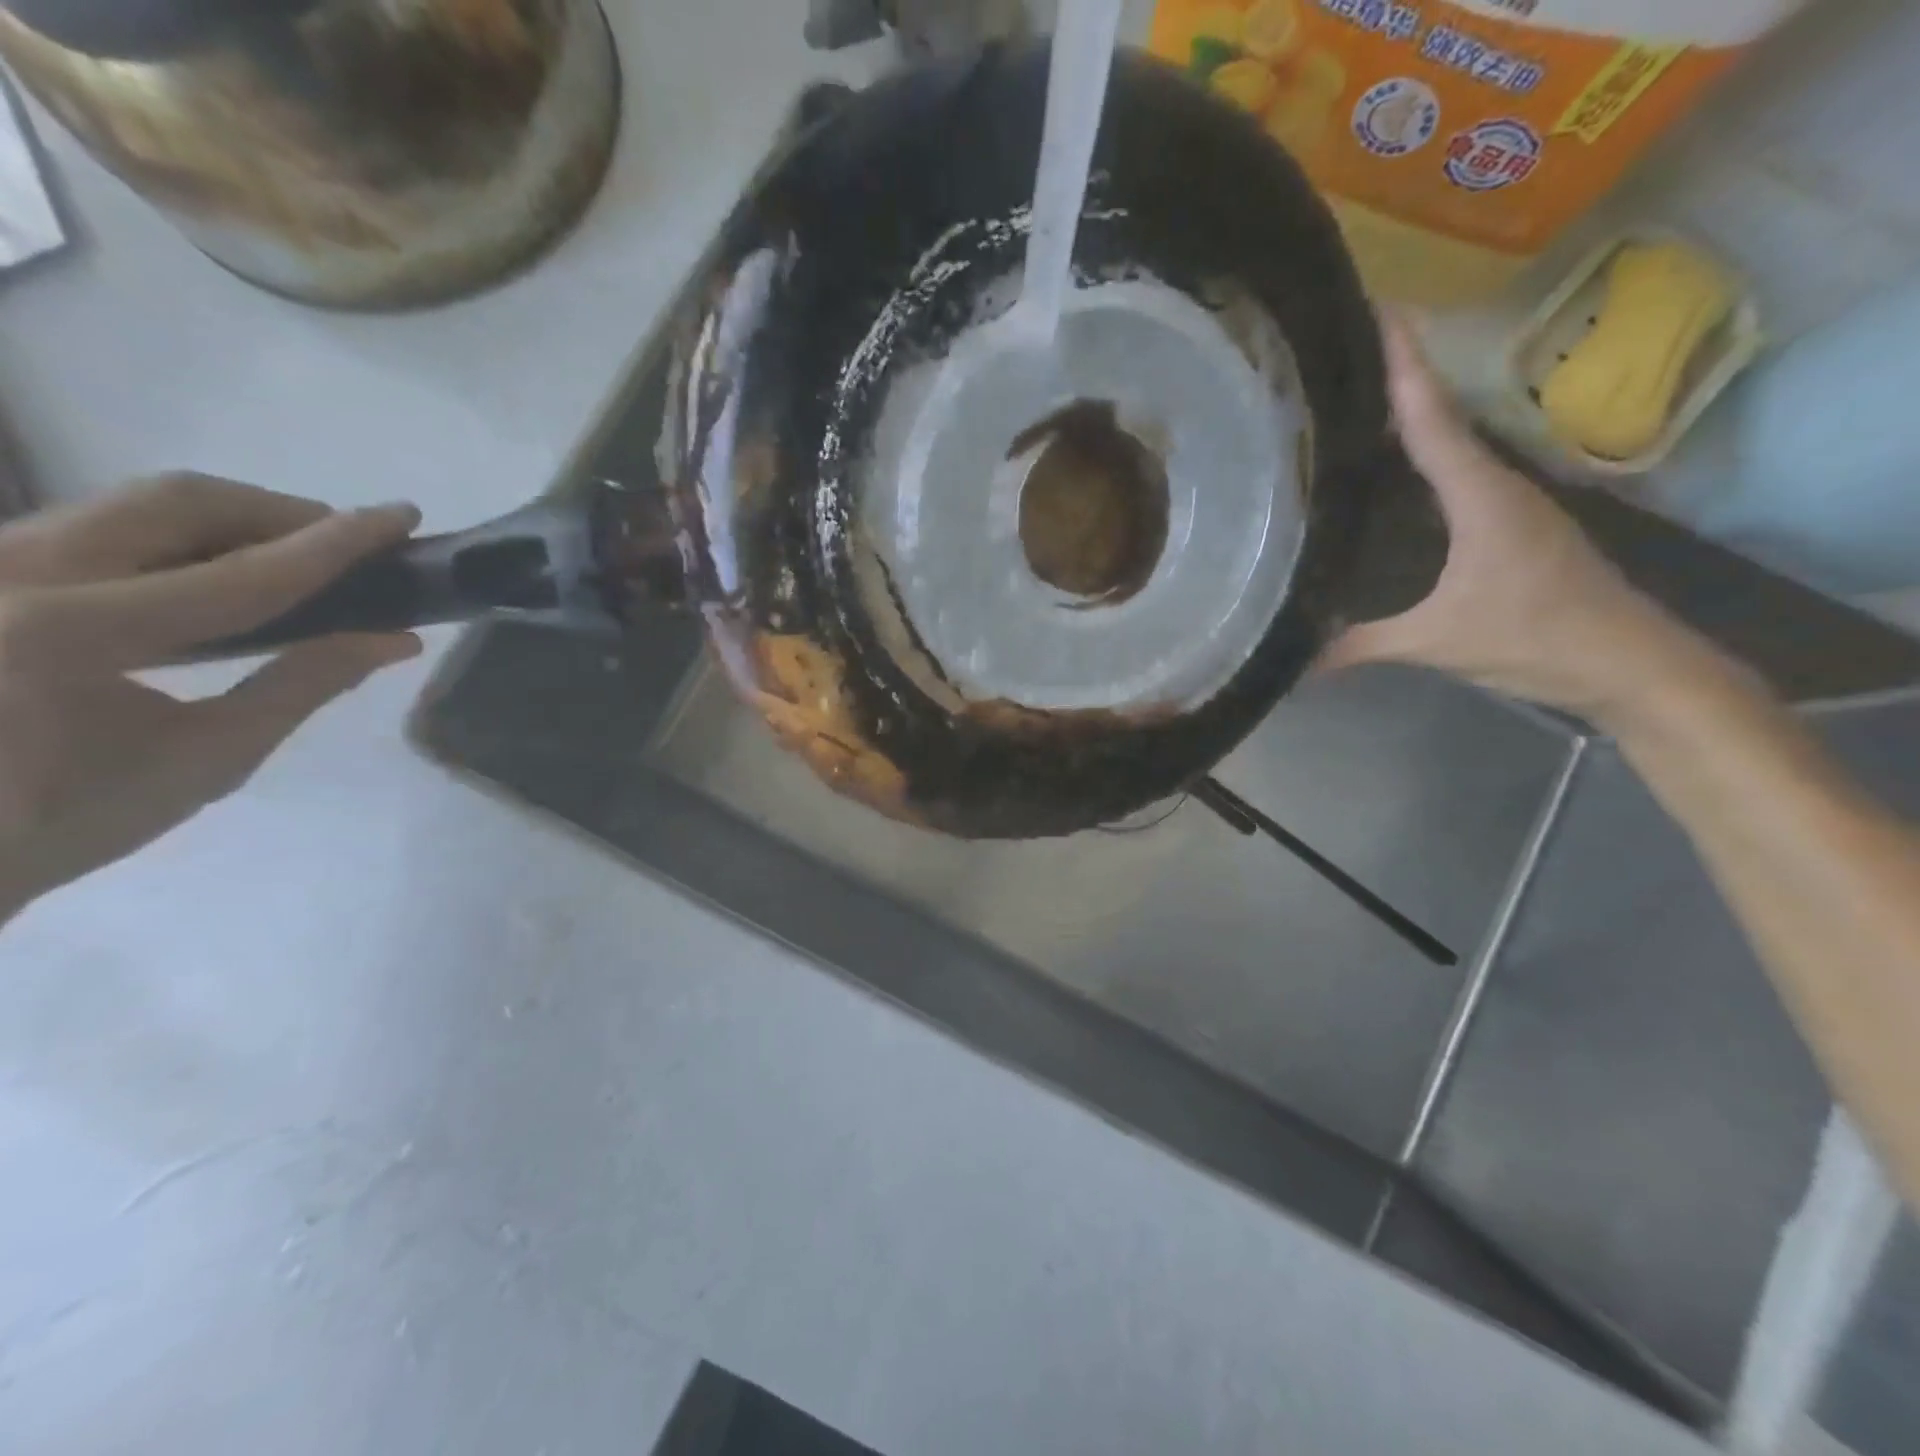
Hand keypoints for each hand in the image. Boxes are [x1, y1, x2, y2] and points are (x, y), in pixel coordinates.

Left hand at [0, 474, 420, 917]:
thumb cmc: (65, 819)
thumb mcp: (207, 758)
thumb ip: (303, 685)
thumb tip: (395, 640)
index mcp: (63, 633)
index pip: (240, 575)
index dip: (334, 545)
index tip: (402, 516)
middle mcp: (7, 571)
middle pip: (176, 502)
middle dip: (279, 514)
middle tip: (346, 543)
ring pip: (134, 505)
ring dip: (232, 523)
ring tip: (294, 561)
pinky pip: (100, 526)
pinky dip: (182, 540)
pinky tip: (219, 575)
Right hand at [1321, 315, 1694, 719]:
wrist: (1627, 662)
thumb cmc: (1536, 637)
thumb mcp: (1437, 642)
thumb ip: (1360, 644)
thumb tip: (1291, 661)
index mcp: (1478, 495)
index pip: (1430, 417)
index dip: (1403, 363)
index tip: (1376, 308)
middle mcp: (1493, 485)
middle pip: (1438, 416)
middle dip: (1396, 375)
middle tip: (1341, 349)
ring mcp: (1505, 504)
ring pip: (1448, 444)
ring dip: (1408, 416)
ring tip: (1353, 399)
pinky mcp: (1507, 526)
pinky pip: (1452, 476)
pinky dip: (1420, 458)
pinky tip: (1389, 471)